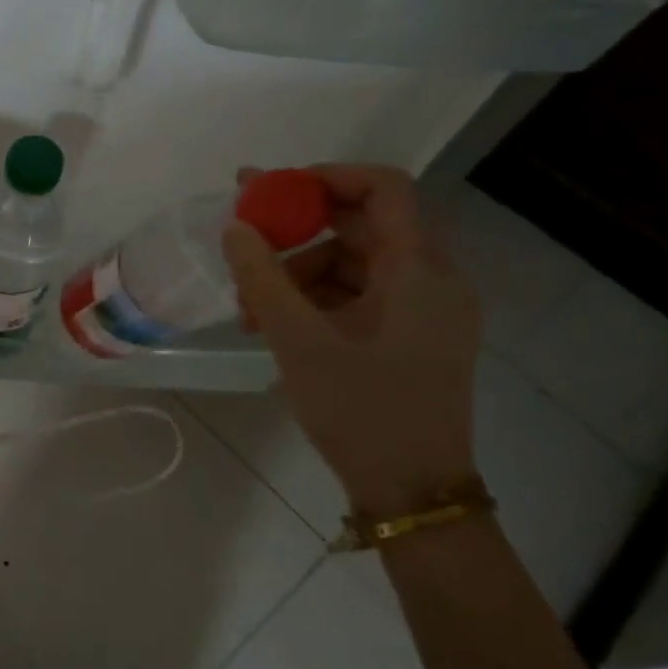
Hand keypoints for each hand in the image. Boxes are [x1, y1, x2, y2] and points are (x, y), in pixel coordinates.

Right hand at [223, 165, 481, 518]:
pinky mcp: (410, 338)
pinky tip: (274, 325)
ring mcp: (423, 312)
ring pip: (354, 265)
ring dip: (298, 274)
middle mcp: (432, 281)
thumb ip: (263, 277)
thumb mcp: (299, 340)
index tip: (272, 190)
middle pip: (363, 227)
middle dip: (297, 232)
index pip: (385, 189)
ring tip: (250, 308)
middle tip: (243, 238)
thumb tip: (235, 226)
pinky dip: (315, 301)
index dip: (327, 177)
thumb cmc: (360, 409)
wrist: (411, 490)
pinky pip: (359, 297)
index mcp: (420, 272)